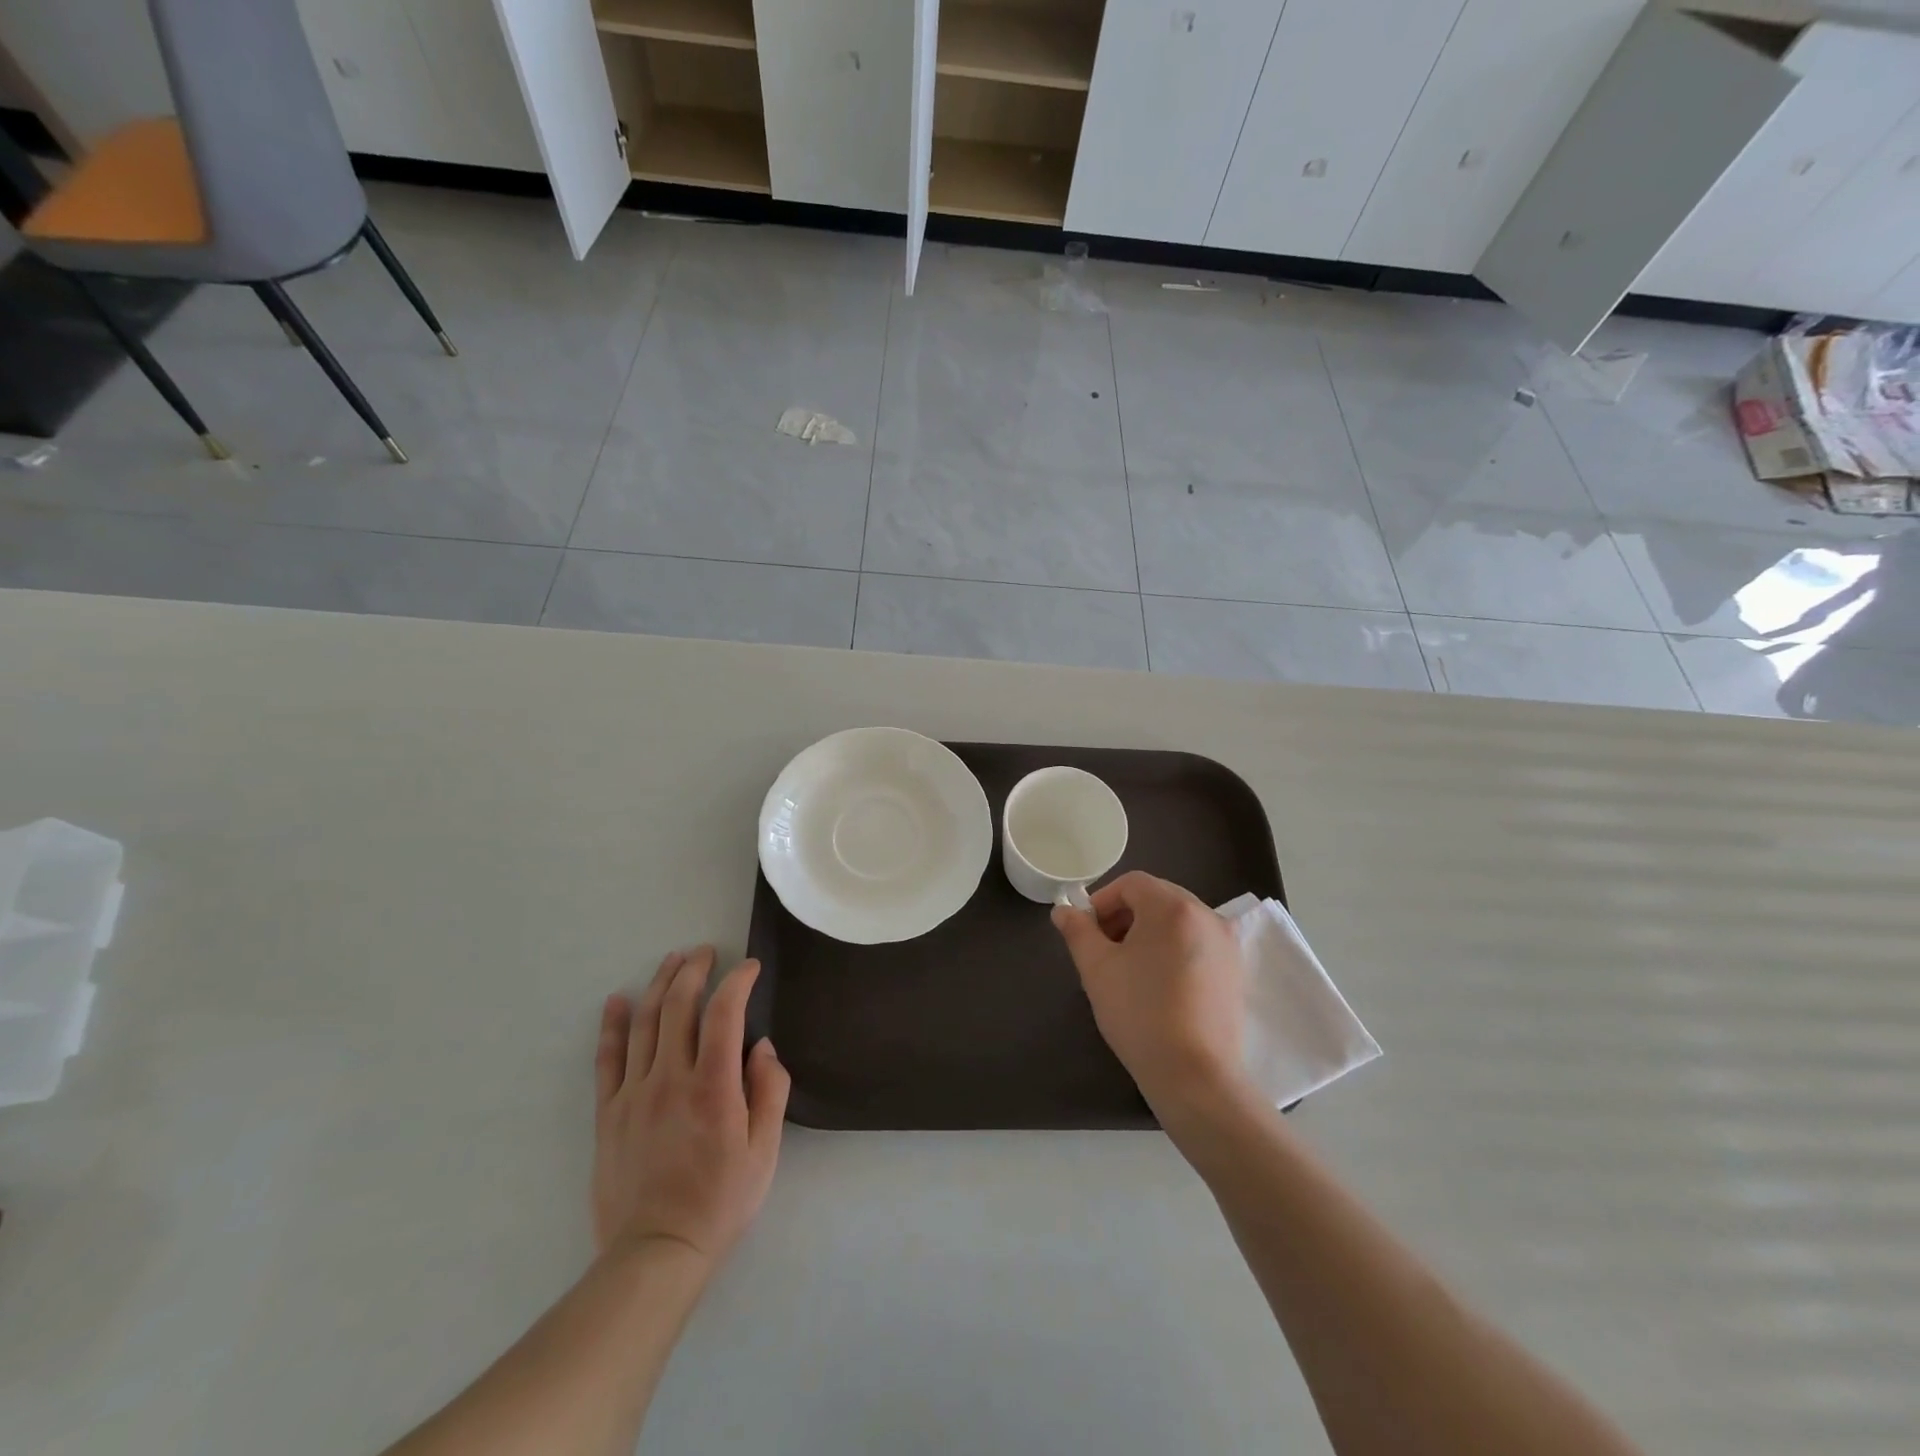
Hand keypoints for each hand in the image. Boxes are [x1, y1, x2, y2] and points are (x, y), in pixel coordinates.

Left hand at [592, 947, 790, 1266]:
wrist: (656, 1253)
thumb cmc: (721, 1201)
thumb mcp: (765, 1150)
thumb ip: (770, 1090)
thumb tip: (761, 1046)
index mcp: (714, 1086)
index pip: (725, 1012)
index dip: (738, 981)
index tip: (749, 968)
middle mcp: (671, 1078)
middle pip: (679, 1005)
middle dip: (694, 969)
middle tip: (705, 951)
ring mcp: (634, 1093)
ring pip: (644, 1022)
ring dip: (660, 984)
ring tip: (672, 960)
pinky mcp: (608, 1112)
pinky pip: (607, 1058)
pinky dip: (613, 1025)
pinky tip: (617, 1001)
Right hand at [1052, 871, 1248, 1117]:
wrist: (1195, 1076)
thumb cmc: (1140, 1013)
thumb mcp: (1097, 968)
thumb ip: (1077, 931)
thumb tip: (1063, 910)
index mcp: (1173, 907)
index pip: (1132, 883)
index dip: (1103, 900)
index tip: (1086, 931)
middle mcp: (1207, 915)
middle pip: (1157, 898)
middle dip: (1125, 915)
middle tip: (1103, 948)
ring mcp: (1227, 944)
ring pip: (1178, 921)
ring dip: (1148, 932)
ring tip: (1128, 968)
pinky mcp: (1235, 971)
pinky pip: (1197, 943)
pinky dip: (1173, 949)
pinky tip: (1158, 984)